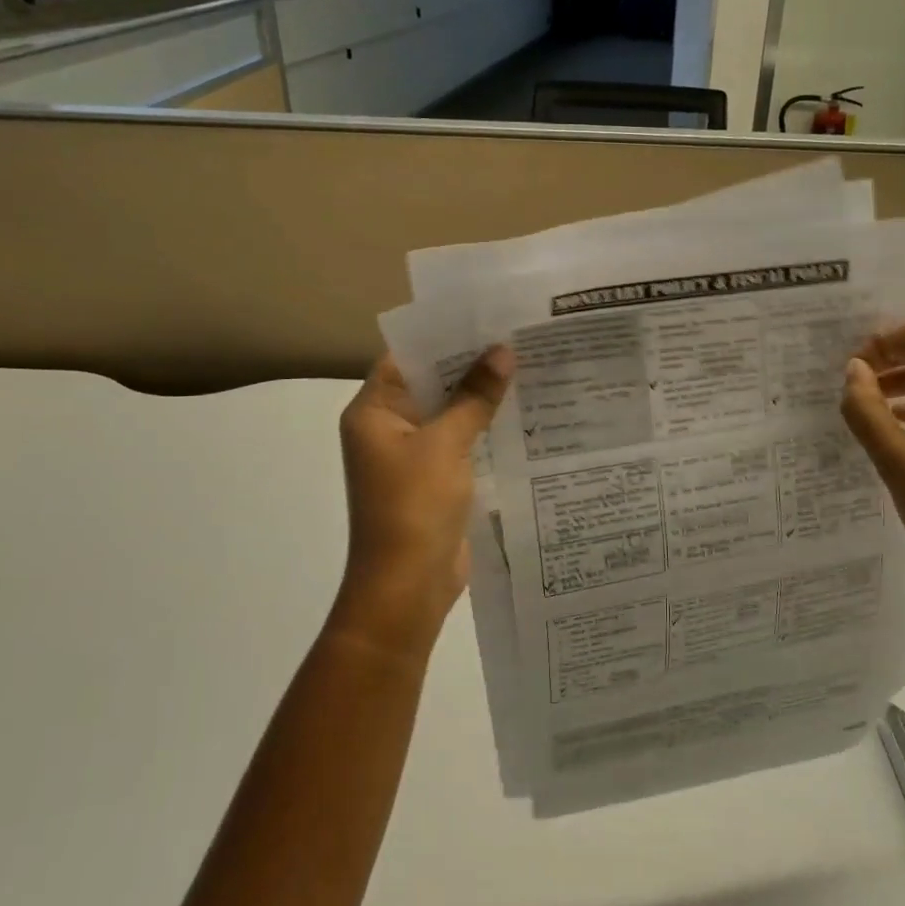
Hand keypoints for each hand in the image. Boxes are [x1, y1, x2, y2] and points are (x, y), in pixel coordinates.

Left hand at [332, 348, 513, 660]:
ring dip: (482, 397)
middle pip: (431, 383)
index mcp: (374, 412)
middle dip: (471, 365)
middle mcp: (389, 428)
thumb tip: (502, 351)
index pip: (407, 358)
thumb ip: (474, 397)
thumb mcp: (446, 444)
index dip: (444, 337)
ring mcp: (413, 456)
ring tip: (530, 366)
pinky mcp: (436, 480)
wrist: (407, 587)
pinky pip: (461, 442)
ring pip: (450, 414)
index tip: (487, 318)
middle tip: (519, 337)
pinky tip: (524, 413)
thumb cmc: (414, 507)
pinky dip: (485, 429)